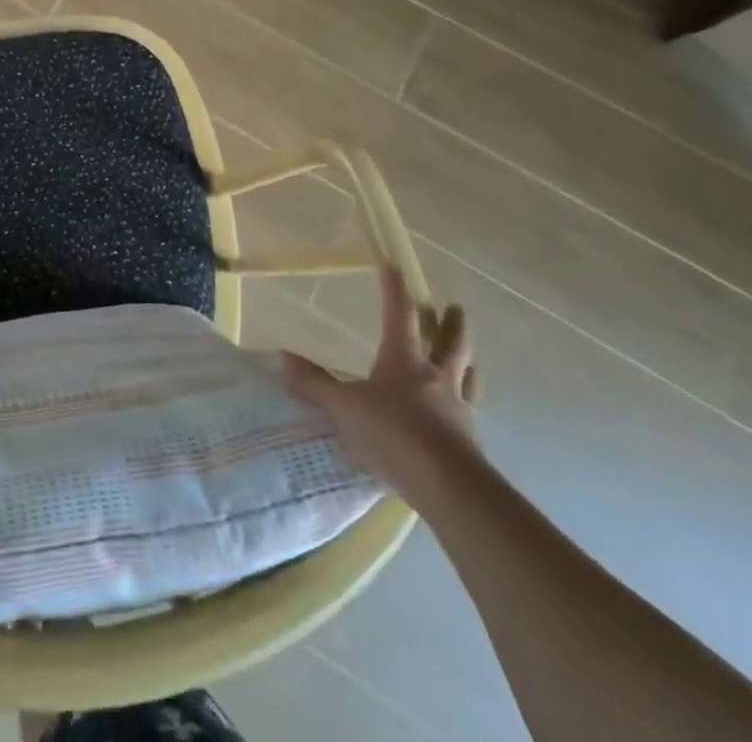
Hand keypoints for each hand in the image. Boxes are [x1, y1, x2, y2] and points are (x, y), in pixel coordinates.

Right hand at [282, 264, 480, 495]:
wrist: (448, 485)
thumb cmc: (392, 432)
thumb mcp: (344, 407)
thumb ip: (314, 384)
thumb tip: (281, 358)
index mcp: (404, 359)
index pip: (399, 314)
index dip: (394, 289)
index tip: (394, 266)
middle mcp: (436, 376)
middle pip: (450, 342)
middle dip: (452, 323)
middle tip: (454, 307)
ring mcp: (458, 408)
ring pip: (468, 375)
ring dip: (468, 361)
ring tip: (468, 357)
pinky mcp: (470, 441)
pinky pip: (469, 412)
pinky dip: (466, 404)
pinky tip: (460, 412)